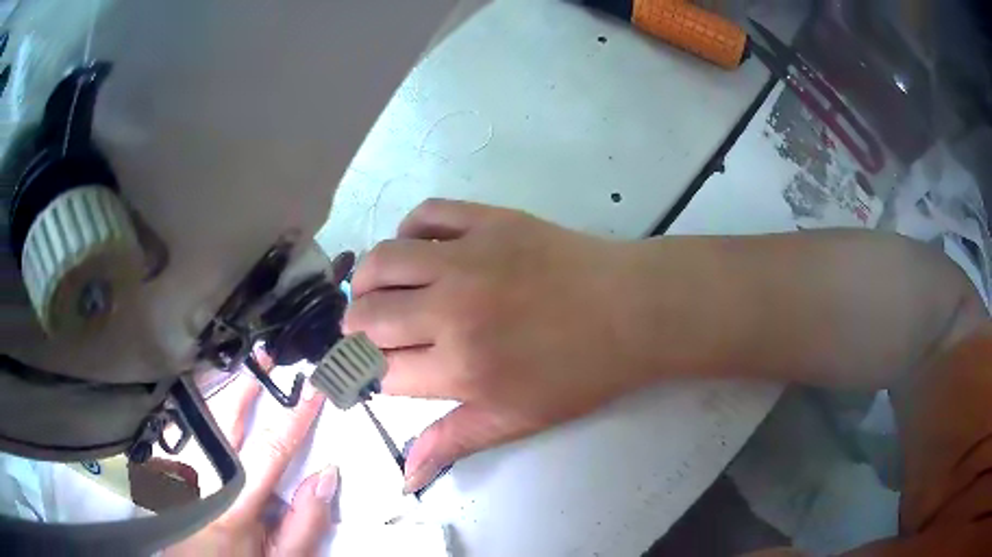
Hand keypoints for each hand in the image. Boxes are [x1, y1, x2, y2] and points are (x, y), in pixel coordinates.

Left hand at [162, 361, 335, 556]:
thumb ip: (306, 522)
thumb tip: (326, 474)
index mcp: (234, 504)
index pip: (271, 449)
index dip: (295, 417)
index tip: (313, 391)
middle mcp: (200, 480)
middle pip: (225, 420)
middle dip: (247, 385)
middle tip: (265, 357)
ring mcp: (178, 472)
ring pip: (197, 419)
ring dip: (220, 389)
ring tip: (240, 368)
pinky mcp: (166, 472)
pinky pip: (179, 430)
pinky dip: (195, 409)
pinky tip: (206, 400)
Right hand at [344, 199, 652, 492]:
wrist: (633, 311)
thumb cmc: (581, 372)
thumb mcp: (518, 419)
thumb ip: (454, 442)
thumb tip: (406, 478)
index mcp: (461, 368)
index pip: (382, 371)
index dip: (371, 373)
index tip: (377, 368)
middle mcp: (453, 310)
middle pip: (369, 317)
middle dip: (356, 330)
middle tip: (368, 332)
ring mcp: (469, 258)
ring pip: (382, 261)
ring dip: (366, 280)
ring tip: (375, 290)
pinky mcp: (489, 220)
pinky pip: (426, 214)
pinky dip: (408, 229)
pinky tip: (416, 248)